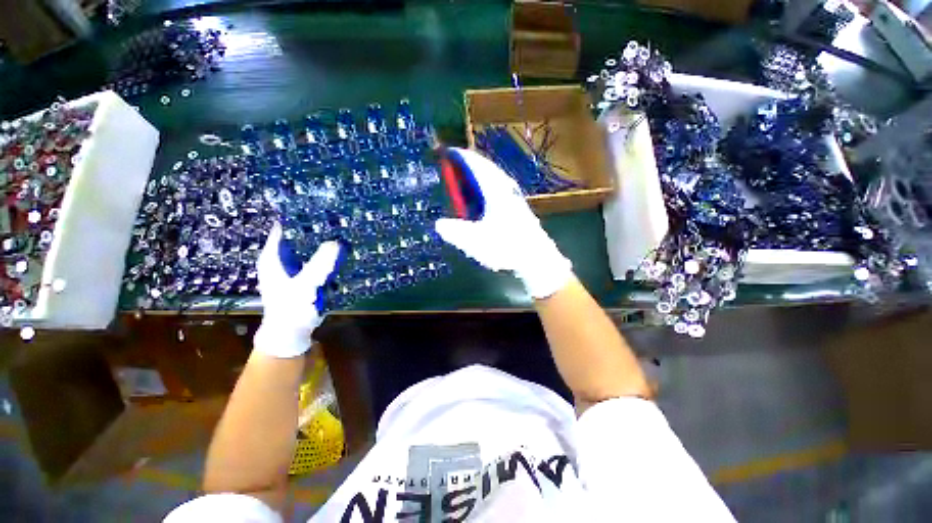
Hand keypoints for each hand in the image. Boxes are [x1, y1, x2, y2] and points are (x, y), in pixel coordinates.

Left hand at [253, 224, 342, 357]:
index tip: (320, 206)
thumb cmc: (291, 309)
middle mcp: (282, 258)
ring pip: (310, 247)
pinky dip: (327, 254)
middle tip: (338, 217)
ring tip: (343, 229)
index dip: (299, 216)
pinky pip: (318, 259)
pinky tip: (342, 250)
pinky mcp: (306, 275)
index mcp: (273, 257)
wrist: (292, 333)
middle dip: (317, 228)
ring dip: (323, 241)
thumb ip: (319, 264)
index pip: (284, 228)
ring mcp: (295, 267)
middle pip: (299, 236)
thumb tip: (336, 242)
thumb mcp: (305, 286)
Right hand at [435, 148, 571, 298]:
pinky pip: (497, 189)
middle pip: (484, 167)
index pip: (474, 164)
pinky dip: (485, 188)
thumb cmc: (506, 247)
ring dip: (477, 177)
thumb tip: (439, 224)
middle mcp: (505, 187)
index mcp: (494, 189)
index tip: (446, 153)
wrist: (536, 258)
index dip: (459, 156)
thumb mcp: (474, 241)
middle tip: (453, 166)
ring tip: (464, 182)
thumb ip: (454, 231)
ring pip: (492, 178)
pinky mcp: (517, 207)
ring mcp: (513, 197)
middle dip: (467, 165)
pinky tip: (482, 201)